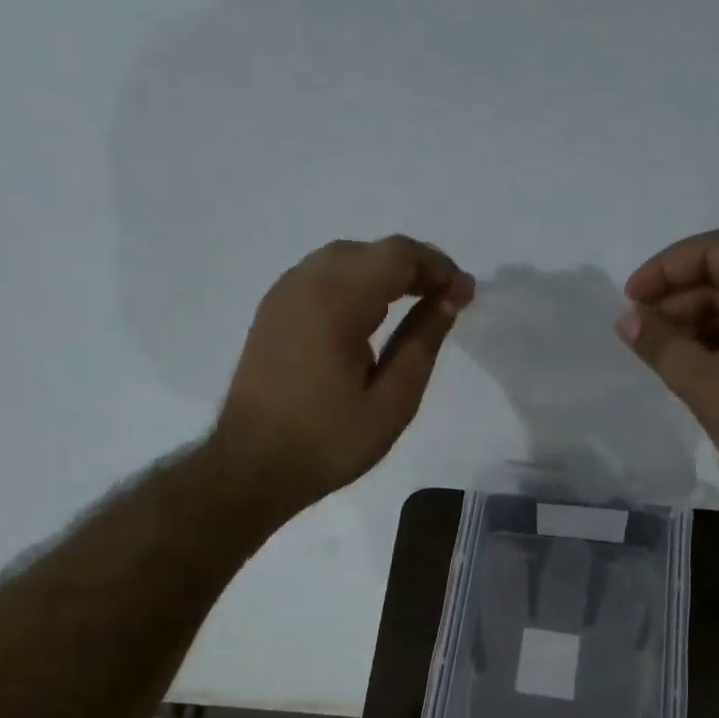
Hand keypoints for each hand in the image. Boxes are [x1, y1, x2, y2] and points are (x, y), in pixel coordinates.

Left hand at [213, 235, 475, 515]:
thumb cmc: (329, 442)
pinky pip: (321, 277)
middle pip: (371, 251)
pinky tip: (370, 317)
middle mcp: (305, 282)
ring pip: (344, 259)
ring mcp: (283, 294)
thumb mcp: (392, 402)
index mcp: (336, 301)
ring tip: (414, 306)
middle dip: (414, 268)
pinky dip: (355, 283)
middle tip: (445, 302)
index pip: (398, 255)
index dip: (438, 268)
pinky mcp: (272, 311)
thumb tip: (450, 299)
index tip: (465, 295)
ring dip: (383, 273)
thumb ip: (422, 343)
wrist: (253, 466)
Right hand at [619, 229, 718, 512]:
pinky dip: (716, 341)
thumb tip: (626, 319)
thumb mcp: (711, 390)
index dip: (668, 269)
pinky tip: (685, 362)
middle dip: (678, 298)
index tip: (632, 298)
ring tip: (655, 350)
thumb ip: (664, 349)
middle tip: (638, 331)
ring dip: (694, 322)